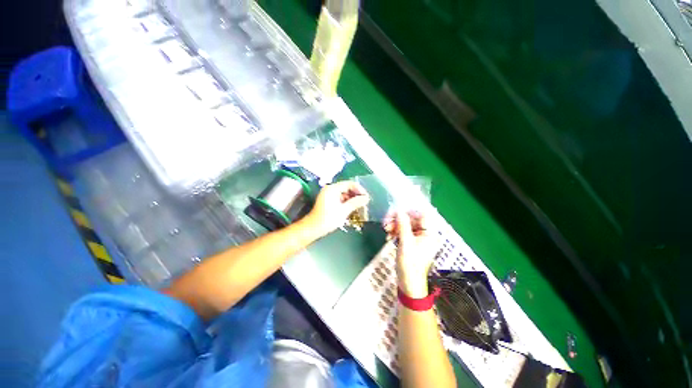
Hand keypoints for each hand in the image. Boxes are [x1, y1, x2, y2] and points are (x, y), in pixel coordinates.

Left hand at [305, 181, 369, 236]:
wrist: (313, 228)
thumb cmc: (328, 219)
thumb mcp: (344, 210)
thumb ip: (356, 202)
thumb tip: (366, 198)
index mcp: (332, 189)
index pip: (349, 184)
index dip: (359, 189)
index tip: (366, 197)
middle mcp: (330, 189)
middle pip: (347, 188)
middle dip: (356, 194)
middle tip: (364, 202)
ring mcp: (328, 195)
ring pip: (344, 193)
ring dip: (352, 199)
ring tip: (360, 206)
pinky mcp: (328, 201)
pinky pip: (340, 198)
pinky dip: (346, 202)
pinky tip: (352, 208)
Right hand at [384, 210, 437, 297]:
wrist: (408, 283)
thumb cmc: (410, 264)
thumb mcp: (405, 243)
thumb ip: (403, 225)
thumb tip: (399, 210)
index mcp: (429, 233)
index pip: (422, 215)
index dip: (409, 211)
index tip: (395, 212)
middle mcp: (425, 234)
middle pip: (412, 219)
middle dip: (398, 219)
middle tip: (386, 221)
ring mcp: (418, 238)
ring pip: (405, 225)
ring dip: (394, 225)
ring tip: (385, 229)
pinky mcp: (411, 242)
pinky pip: (403, 231)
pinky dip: (395, 232)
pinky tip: (388, 236)